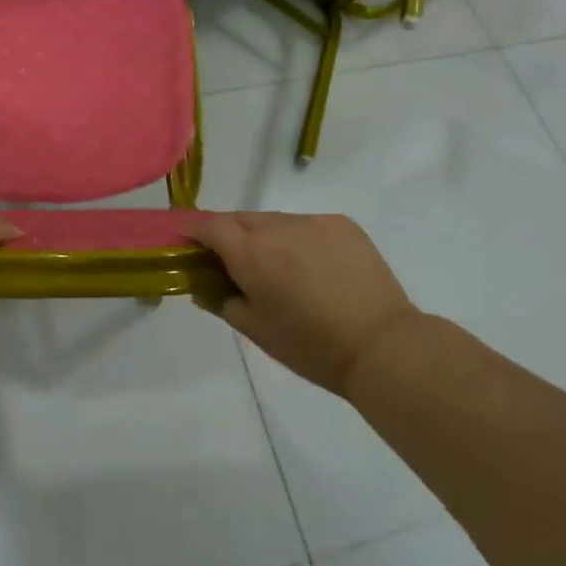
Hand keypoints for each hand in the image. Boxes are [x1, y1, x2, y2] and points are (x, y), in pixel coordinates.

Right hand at [188, 212, 415, 394]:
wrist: (381, 345)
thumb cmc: (310, 346)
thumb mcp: (256, 330)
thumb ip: (221, 301)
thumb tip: (203, 286)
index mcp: (250, 253)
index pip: (208, 225)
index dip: (192, 228)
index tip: (184, 240)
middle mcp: (277, 227)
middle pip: (239, 219)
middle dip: (228, 234)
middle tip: (230, 262)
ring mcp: (312, 221)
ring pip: (273, 221)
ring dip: (264, 236)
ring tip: (276, 268)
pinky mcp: (341, 224)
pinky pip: (305, 225)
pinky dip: (297, 239)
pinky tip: (311, 267)